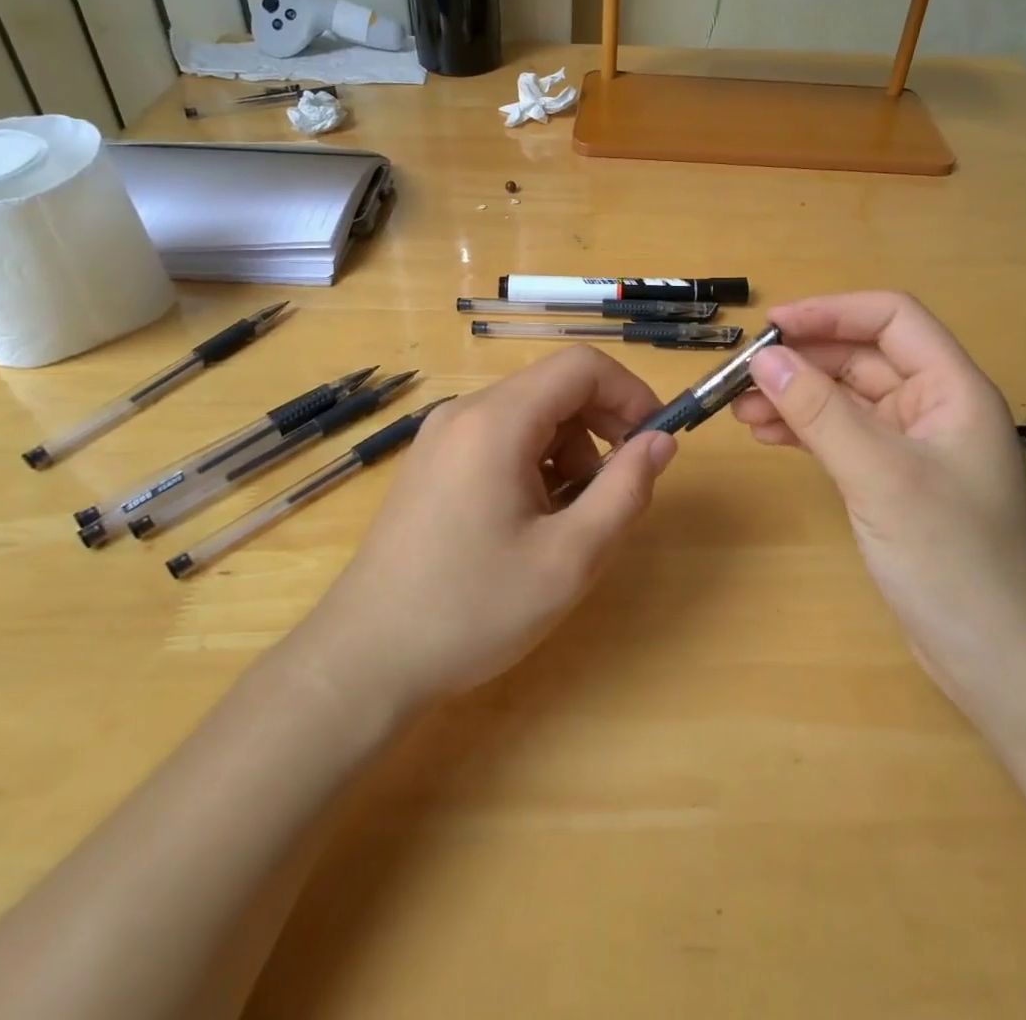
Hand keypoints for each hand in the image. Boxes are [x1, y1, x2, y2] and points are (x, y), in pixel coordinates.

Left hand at [304, 346, 675, 712]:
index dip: (630, 393)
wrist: (365, 659)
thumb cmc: (471, 609)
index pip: (582, 366)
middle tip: (618, 488)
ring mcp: (441, 436)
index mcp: (496, 422)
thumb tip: (661, 442)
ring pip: (529, 414)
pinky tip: (530, 520)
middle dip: (601, 427)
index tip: (655, 441)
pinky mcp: (431, 462)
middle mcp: (465, 412)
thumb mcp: (568, 559)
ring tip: (568, 518)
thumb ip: (624, 491)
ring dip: (569, 450)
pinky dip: (534, 462)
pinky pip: (500, 438)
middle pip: (555, 387)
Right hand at [730, 292, 1025, 706]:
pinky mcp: (893, 480)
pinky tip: (768, 436)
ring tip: (741, 410)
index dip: (831, 312)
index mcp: (952, 388)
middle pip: (862, 357)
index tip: (772, 326)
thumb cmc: (952, 558)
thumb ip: (820, 412)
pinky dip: (805, 431)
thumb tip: (763, 359)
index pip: (891, 318)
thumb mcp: (880, 475)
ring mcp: (913, 446)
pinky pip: (843, 436)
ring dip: (797, 396)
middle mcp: (934, 407)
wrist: (997, 660)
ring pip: (846, 398)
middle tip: (742, 375)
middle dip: (803, 360)